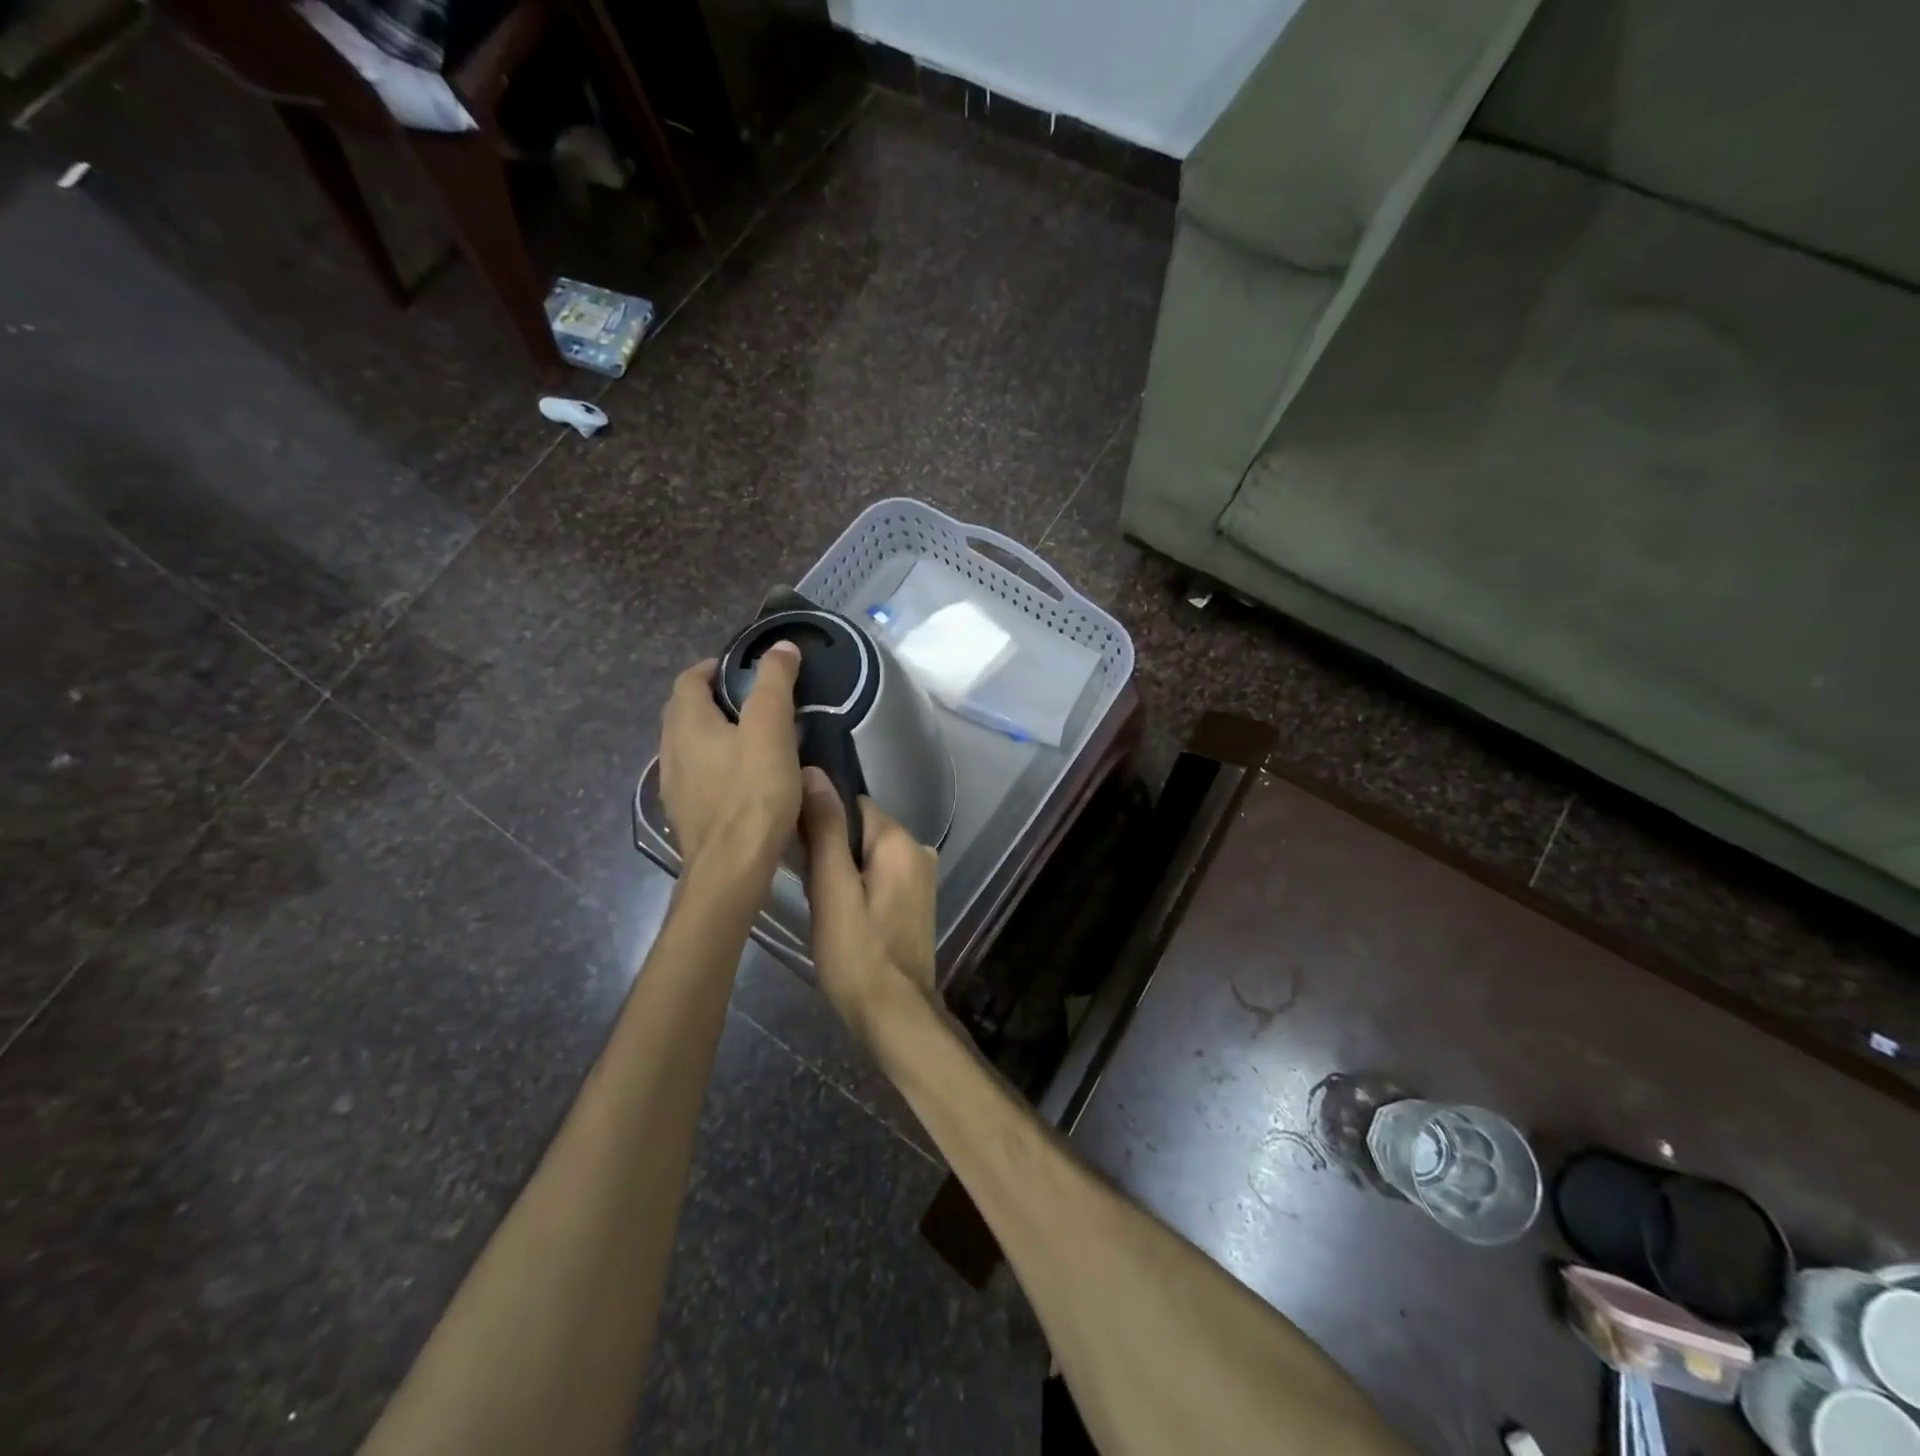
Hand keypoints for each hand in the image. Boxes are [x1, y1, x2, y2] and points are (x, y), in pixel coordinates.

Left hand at [659, 644, 802, 875]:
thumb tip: (781, 647)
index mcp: (686, 722)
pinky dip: (715, 765)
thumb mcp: (771, 730)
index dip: (714, 668)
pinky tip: (742, 781)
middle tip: (753, 703)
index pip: (689, 679)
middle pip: (685, 711)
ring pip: (689, 745)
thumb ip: (775, 684)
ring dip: (714, 734)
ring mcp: (673, 785)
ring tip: (752, 740)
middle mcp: (670, 749)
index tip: (744, 671)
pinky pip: (697, 775)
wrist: (731, 868)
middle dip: (714, 700)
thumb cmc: (753, 793)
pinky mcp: (685, 813)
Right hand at [798, 767, 937, 1034]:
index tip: (796, 849)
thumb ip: (825, 830)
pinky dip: (856, 885)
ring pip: (866, 854)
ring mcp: (921, 876)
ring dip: (840, 870)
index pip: (852, 804)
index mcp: (900, 840)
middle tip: (807, 886)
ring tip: (820, 903)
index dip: (819, 820)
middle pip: (860, 828)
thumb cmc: (857, 954)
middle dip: (829, 849)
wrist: (896, 1015)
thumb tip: (814, 773)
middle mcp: (918, 849)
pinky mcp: (916, 900)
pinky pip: (878, 875)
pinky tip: (841, 915)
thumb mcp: (832, 890)